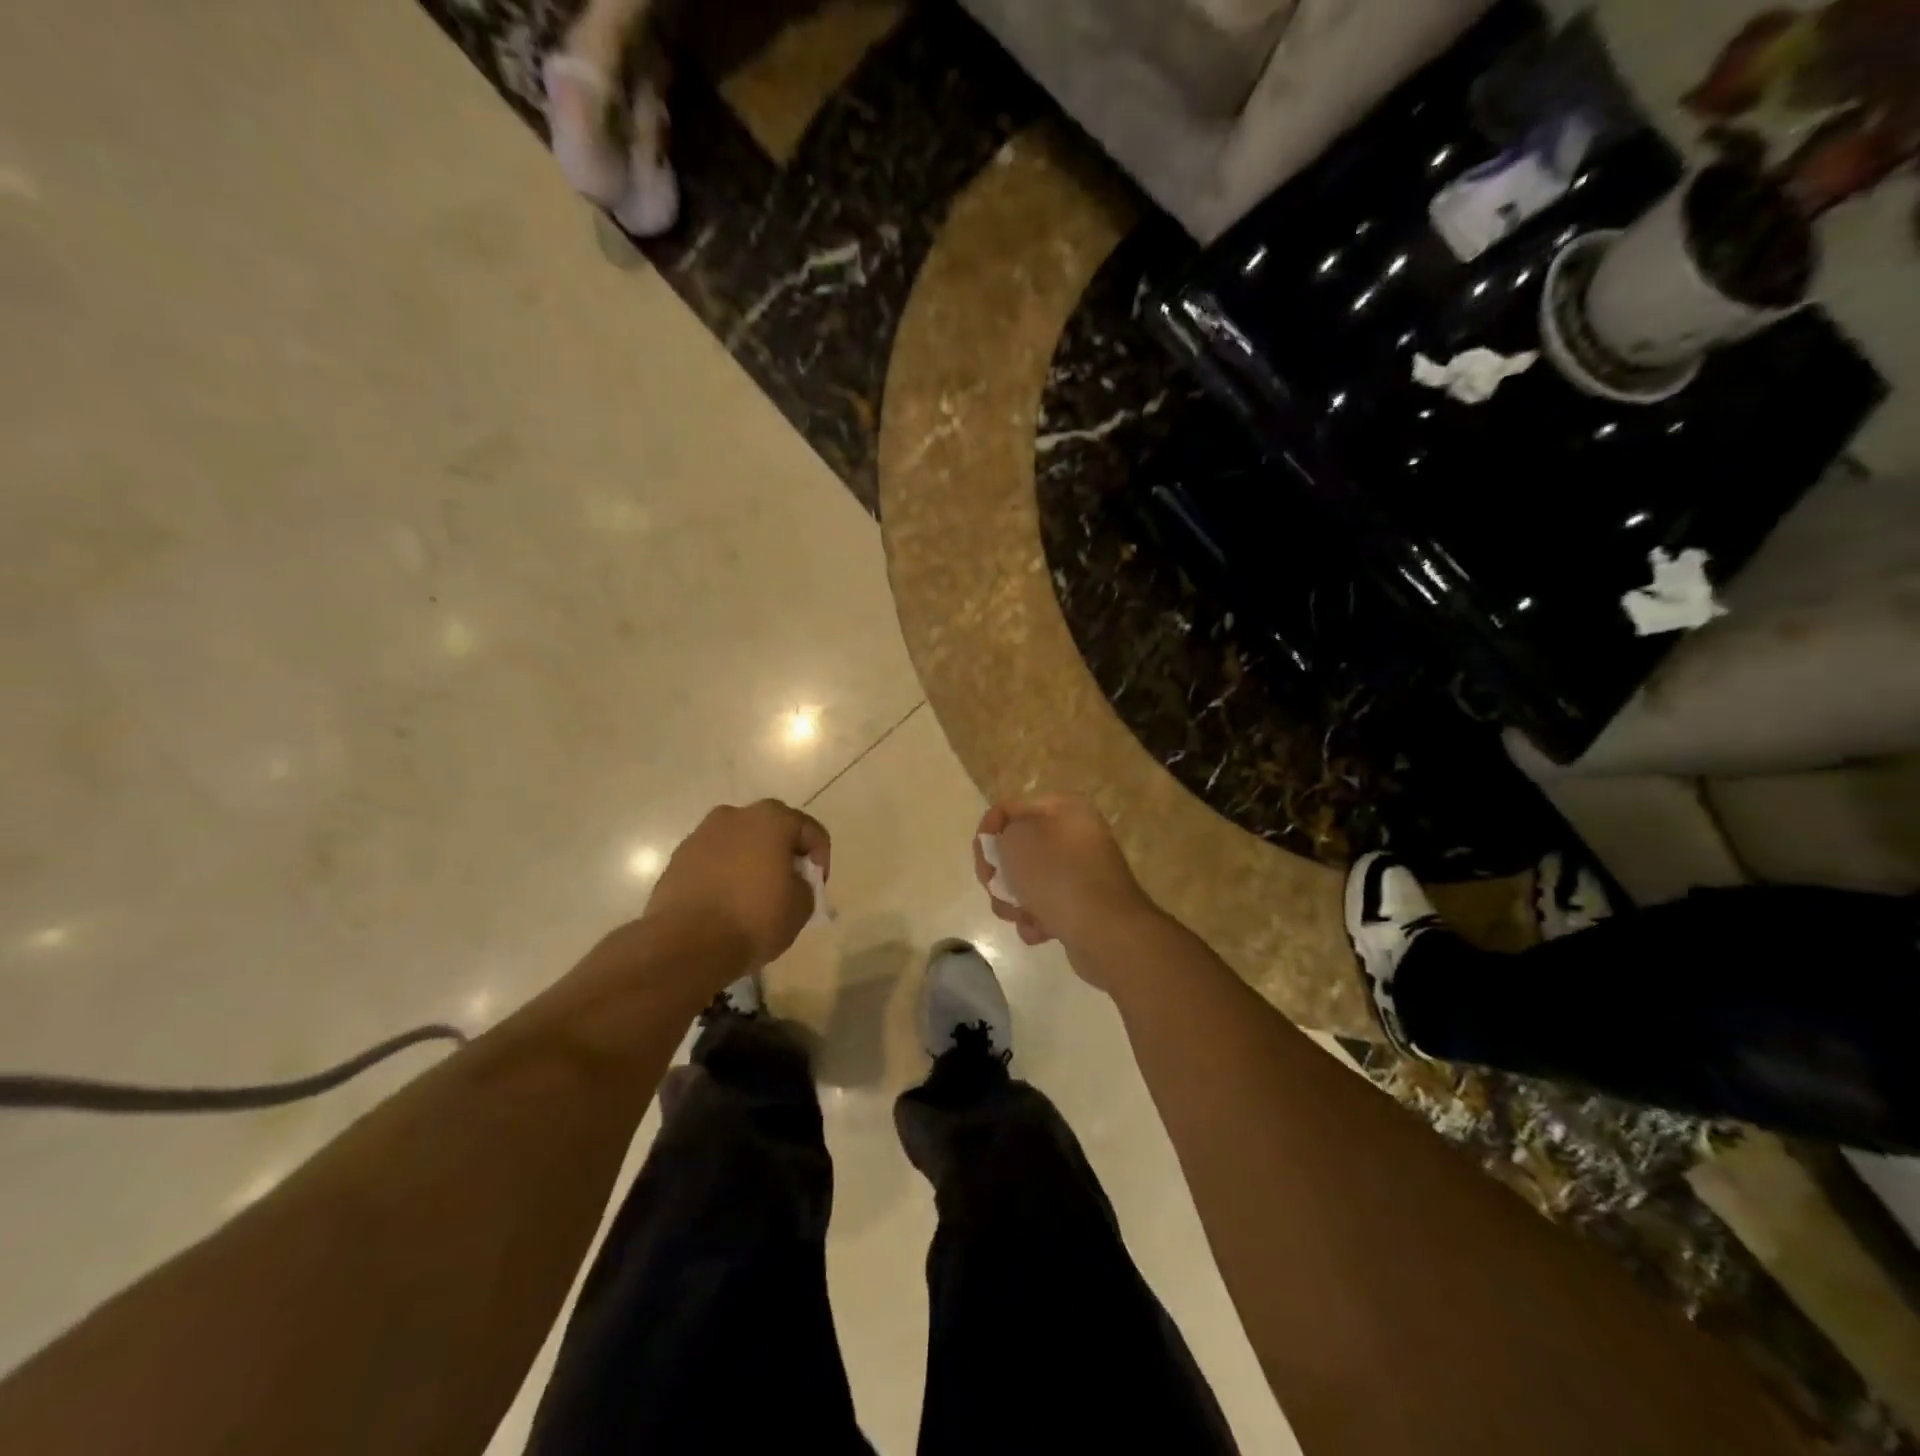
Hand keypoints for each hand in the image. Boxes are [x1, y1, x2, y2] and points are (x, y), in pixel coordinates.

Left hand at [643, 800, 829, 981]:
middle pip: (773, 830)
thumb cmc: (754, 919)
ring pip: (739, 842)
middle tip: (788, 886)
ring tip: (753, 895)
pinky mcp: (678, 857)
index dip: (820, 860)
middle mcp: (736, 815)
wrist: (686, 945)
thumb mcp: (801, 907)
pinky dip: (724, 873)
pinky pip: (714, 859)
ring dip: (751, 860)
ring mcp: (702, 834)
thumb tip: (792, 882)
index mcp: (773, 819)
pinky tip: (726, 901)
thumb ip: (805, 885)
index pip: (811, 832)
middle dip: (784, 854)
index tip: (816, 888)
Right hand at [973, 794, 1157, 968]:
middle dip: (1000, 874)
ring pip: (1028, 881)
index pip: (1010, 809)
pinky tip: (1040, 929)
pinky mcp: (1082, 904)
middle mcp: (1076, 834)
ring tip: (1021, 914)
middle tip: (996, 889)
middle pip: (1018, 849)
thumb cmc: (1055, 876)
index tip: (983, 862)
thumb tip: (1006, 847)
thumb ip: (1000, 834)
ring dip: (1015, 900)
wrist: (1104, 930)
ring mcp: (1081, 871)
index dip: (987, 834)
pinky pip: (1046, 905)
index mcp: (1065, 808)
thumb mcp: (1015, 840)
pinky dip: (1037, 918)